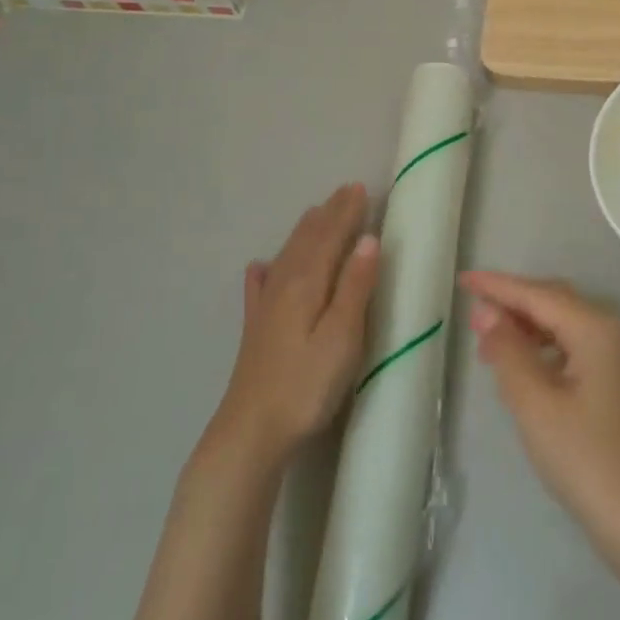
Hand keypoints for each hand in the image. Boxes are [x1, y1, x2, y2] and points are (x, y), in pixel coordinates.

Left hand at [211, 184, 379, 467]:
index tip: (360, 188)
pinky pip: (262, 284)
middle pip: (307, 240)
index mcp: (306, 283)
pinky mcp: (255, 328)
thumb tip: (369, 239)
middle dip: (328, 214)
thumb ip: (355, 287)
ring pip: (287, 256)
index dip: (346, 212)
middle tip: (345, 191)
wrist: (251, 431)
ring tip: (316, 214)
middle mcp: (283, 285)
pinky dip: (267, 268)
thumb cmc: (306, 385)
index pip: (329, 237)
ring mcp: (265, 307)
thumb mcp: (342, 337)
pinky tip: (259, 267)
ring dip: (305, 232)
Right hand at [461, 271, 619, 557]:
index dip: (497, 285)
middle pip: (552, 300)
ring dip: (524, 325)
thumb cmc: (585, 459)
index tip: (462, 278)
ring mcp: (614, 355)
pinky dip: (541, 346)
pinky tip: (518, 362)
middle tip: (470, 307)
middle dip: (511, 301)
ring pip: (561, 322)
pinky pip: (569, 344)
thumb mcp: (535, 404)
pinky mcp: (613, 379)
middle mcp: (608, 330)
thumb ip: (508, 351)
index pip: (537, 294)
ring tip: (485, 338)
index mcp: (594, 328)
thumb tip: (486, 312)